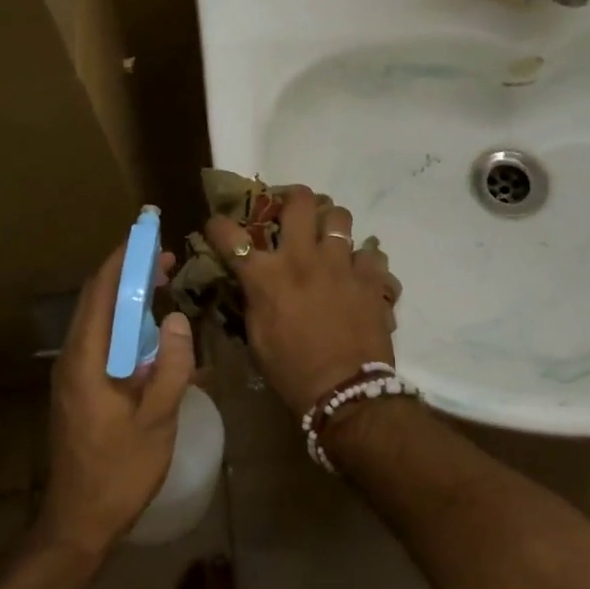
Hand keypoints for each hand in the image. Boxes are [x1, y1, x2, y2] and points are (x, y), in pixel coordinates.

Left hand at [40, 241, 196, 560]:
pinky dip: (124, 326)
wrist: (79, 520)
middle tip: (164, 258)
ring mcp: (72, 375)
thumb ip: (169, 367)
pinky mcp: (79, 389)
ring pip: (98, 321)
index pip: (101, 292)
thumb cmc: (120, 472)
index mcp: (86, 360)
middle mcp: (72, 359)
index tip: (147, 235)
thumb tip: (176, 319)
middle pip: (96, 301)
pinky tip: (150, 335)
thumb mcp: (156, 420)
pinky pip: (101, 343)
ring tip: (161, 287)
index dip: (122, 259)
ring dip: (126, 300)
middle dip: (126, 273)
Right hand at [203, 184, 397, 415]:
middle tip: (292, 209)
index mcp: (266, 275)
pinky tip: (358, 273)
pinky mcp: (370, 277)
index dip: (219, 225)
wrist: (345, 391)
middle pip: (299, 201)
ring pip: (340, 216)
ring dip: (332, 223)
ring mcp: (340, 263)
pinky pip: (371, 253)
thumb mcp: (257, 337)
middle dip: (292, 197)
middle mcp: (302, 258)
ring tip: (330, 236)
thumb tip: (252, 282)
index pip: (230, 235)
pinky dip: (363, 260)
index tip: (218, 225)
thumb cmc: (292, 371)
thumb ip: (254, 300)